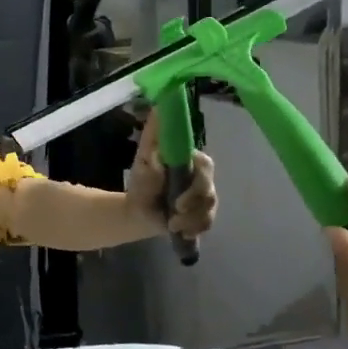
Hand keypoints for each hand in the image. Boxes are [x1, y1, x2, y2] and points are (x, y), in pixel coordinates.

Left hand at [126, 109, 218, 237]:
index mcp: (189, 161)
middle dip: (194, 201)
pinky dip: (194, 229)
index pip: (205, 164)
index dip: (200, 177)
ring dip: (190, 219)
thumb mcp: (141, 162)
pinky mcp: (203, 215)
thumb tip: (157, 116)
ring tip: (172, 223)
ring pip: (209, 208)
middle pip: (210, 188)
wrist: (138, 213)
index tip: (183, 189)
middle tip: (176, 208)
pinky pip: (207, 223)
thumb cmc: (141, 183)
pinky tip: (181, 232)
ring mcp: (204, 198)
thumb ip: (151, 142)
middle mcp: (201, 178)